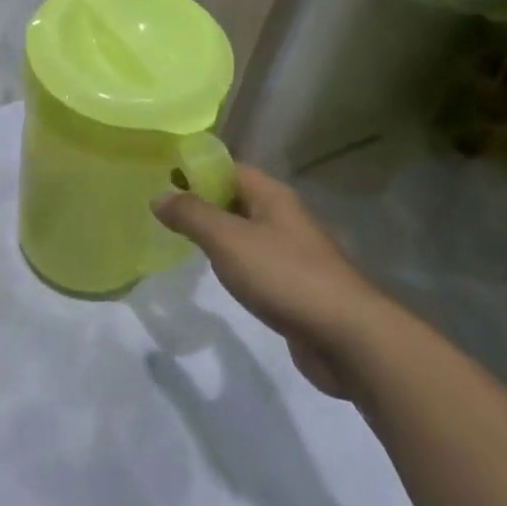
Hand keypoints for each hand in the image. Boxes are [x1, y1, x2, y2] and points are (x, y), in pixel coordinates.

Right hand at [153, 167, 383, 399]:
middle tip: (162, 212)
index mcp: (271, 196)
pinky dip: (233, 263)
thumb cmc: (284, 276)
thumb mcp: (228, 240)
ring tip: (180, 241)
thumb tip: (159, 196)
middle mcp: (283, 217)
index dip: (196, 169)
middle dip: (202, 201)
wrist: (347, 337)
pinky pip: (256, 263)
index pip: (228, 168)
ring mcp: (292, 252)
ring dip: (217, 234)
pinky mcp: (295, 286)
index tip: (161, 178)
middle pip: (236, 198)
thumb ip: (192, 215)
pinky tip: (217, 276)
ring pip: (245, 232)